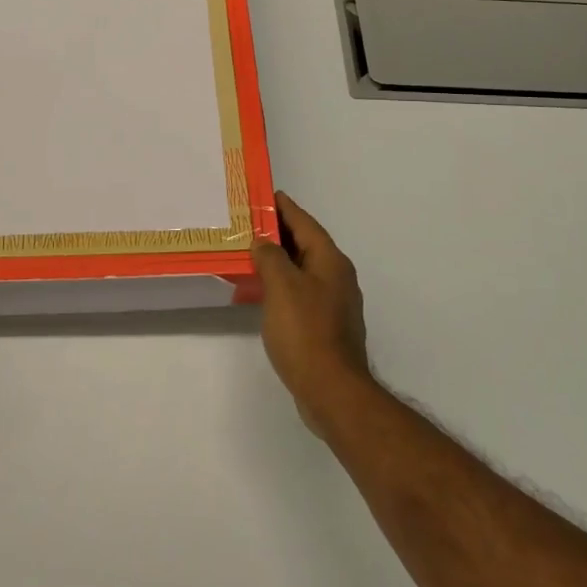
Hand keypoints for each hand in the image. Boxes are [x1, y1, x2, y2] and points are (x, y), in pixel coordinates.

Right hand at [250, 192, 374, 435]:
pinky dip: (282, 286)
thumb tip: (264, 241)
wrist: (332, 390)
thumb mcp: (281, 286)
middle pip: (305, 245)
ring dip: (279, 261)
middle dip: (278, 233)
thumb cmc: (305, 331)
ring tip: (250, 256)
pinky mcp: (326, 326)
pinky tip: (263, 294)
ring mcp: (334, 303)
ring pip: (303, 270)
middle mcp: (337, 276)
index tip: (266, 195)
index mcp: (330, 260)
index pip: (305, 223)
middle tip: (249, 224)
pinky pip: (301, 293)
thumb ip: (270, 256)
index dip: (284, 208)